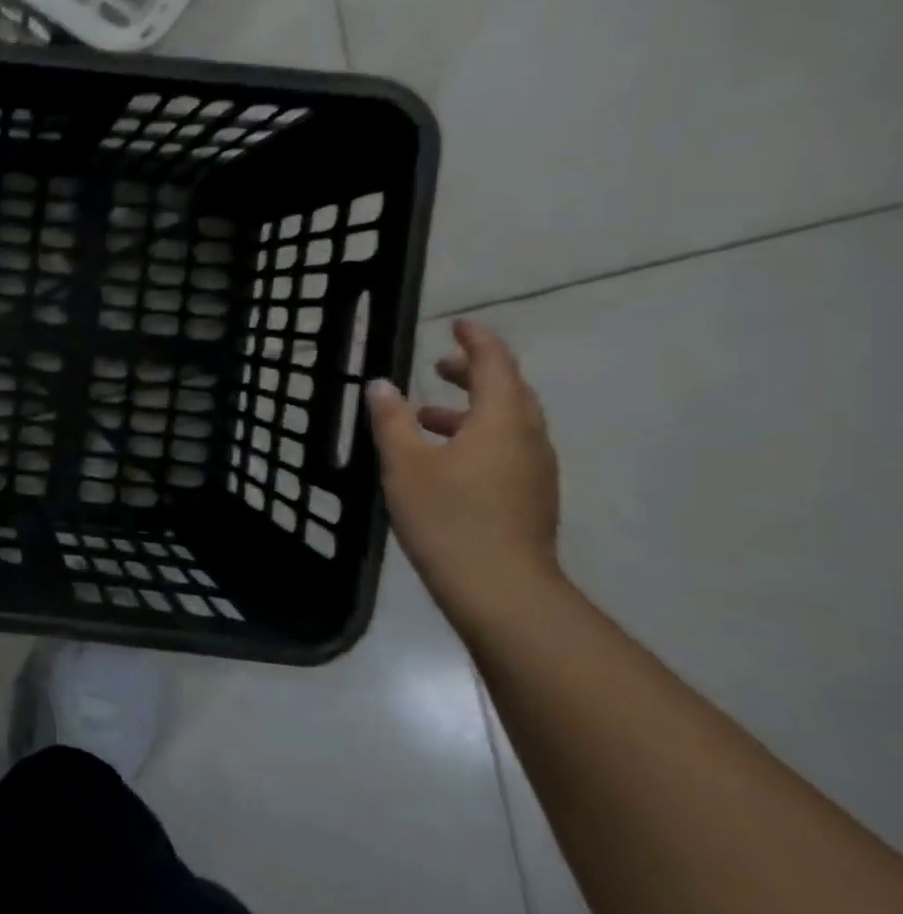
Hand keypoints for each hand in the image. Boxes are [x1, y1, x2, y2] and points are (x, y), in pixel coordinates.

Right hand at [367, 319, 563, 618]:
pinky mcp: (531, 496)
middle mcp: (528, 438)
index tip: (459, 325)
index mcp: (501, 421)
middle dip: (475, 374)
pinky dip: (479, 436)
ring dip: (472, 409)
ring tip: (428, 416)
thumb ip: (392, 420)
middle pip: (508, 392)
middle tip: (440, 367)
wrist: (499, 588)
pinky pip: (508, 448)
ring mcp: (534, 470)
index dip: (477, 342)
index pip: (495, 366)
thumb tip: (380, 384)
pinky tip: (446, 458)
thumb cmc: (448, 517)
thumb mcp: (405, 464)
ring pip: (508, 423)